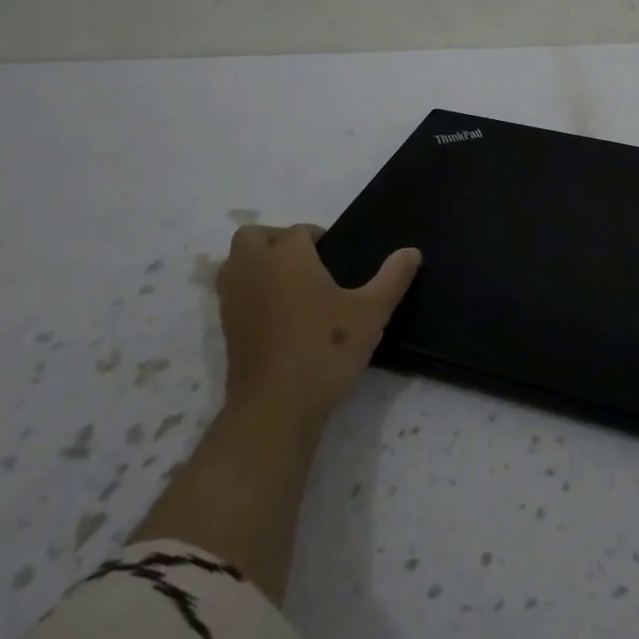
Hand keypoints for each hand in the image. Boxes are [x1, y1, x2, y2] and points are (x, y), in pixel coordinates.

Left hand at [216, 224, 420, 428]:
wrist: (275, 407)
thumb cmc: (325, 348)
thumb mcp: (371, 312)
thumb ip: (393, 278)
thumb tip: (412, 251)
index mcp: (287, 256)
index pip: (298, 230)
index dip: (318, 237)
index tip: (336, 256)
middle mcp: (253, 269)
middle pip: (252, 236)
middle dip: (275, 240)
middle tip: (305, 261)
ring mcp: (234, 300)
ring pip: (235, 263)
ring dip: (257, 263)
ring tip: (290, 285)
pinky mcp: (226, 329)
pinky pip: (233, 293)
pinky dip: (250, 292)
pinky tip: (278, 314)